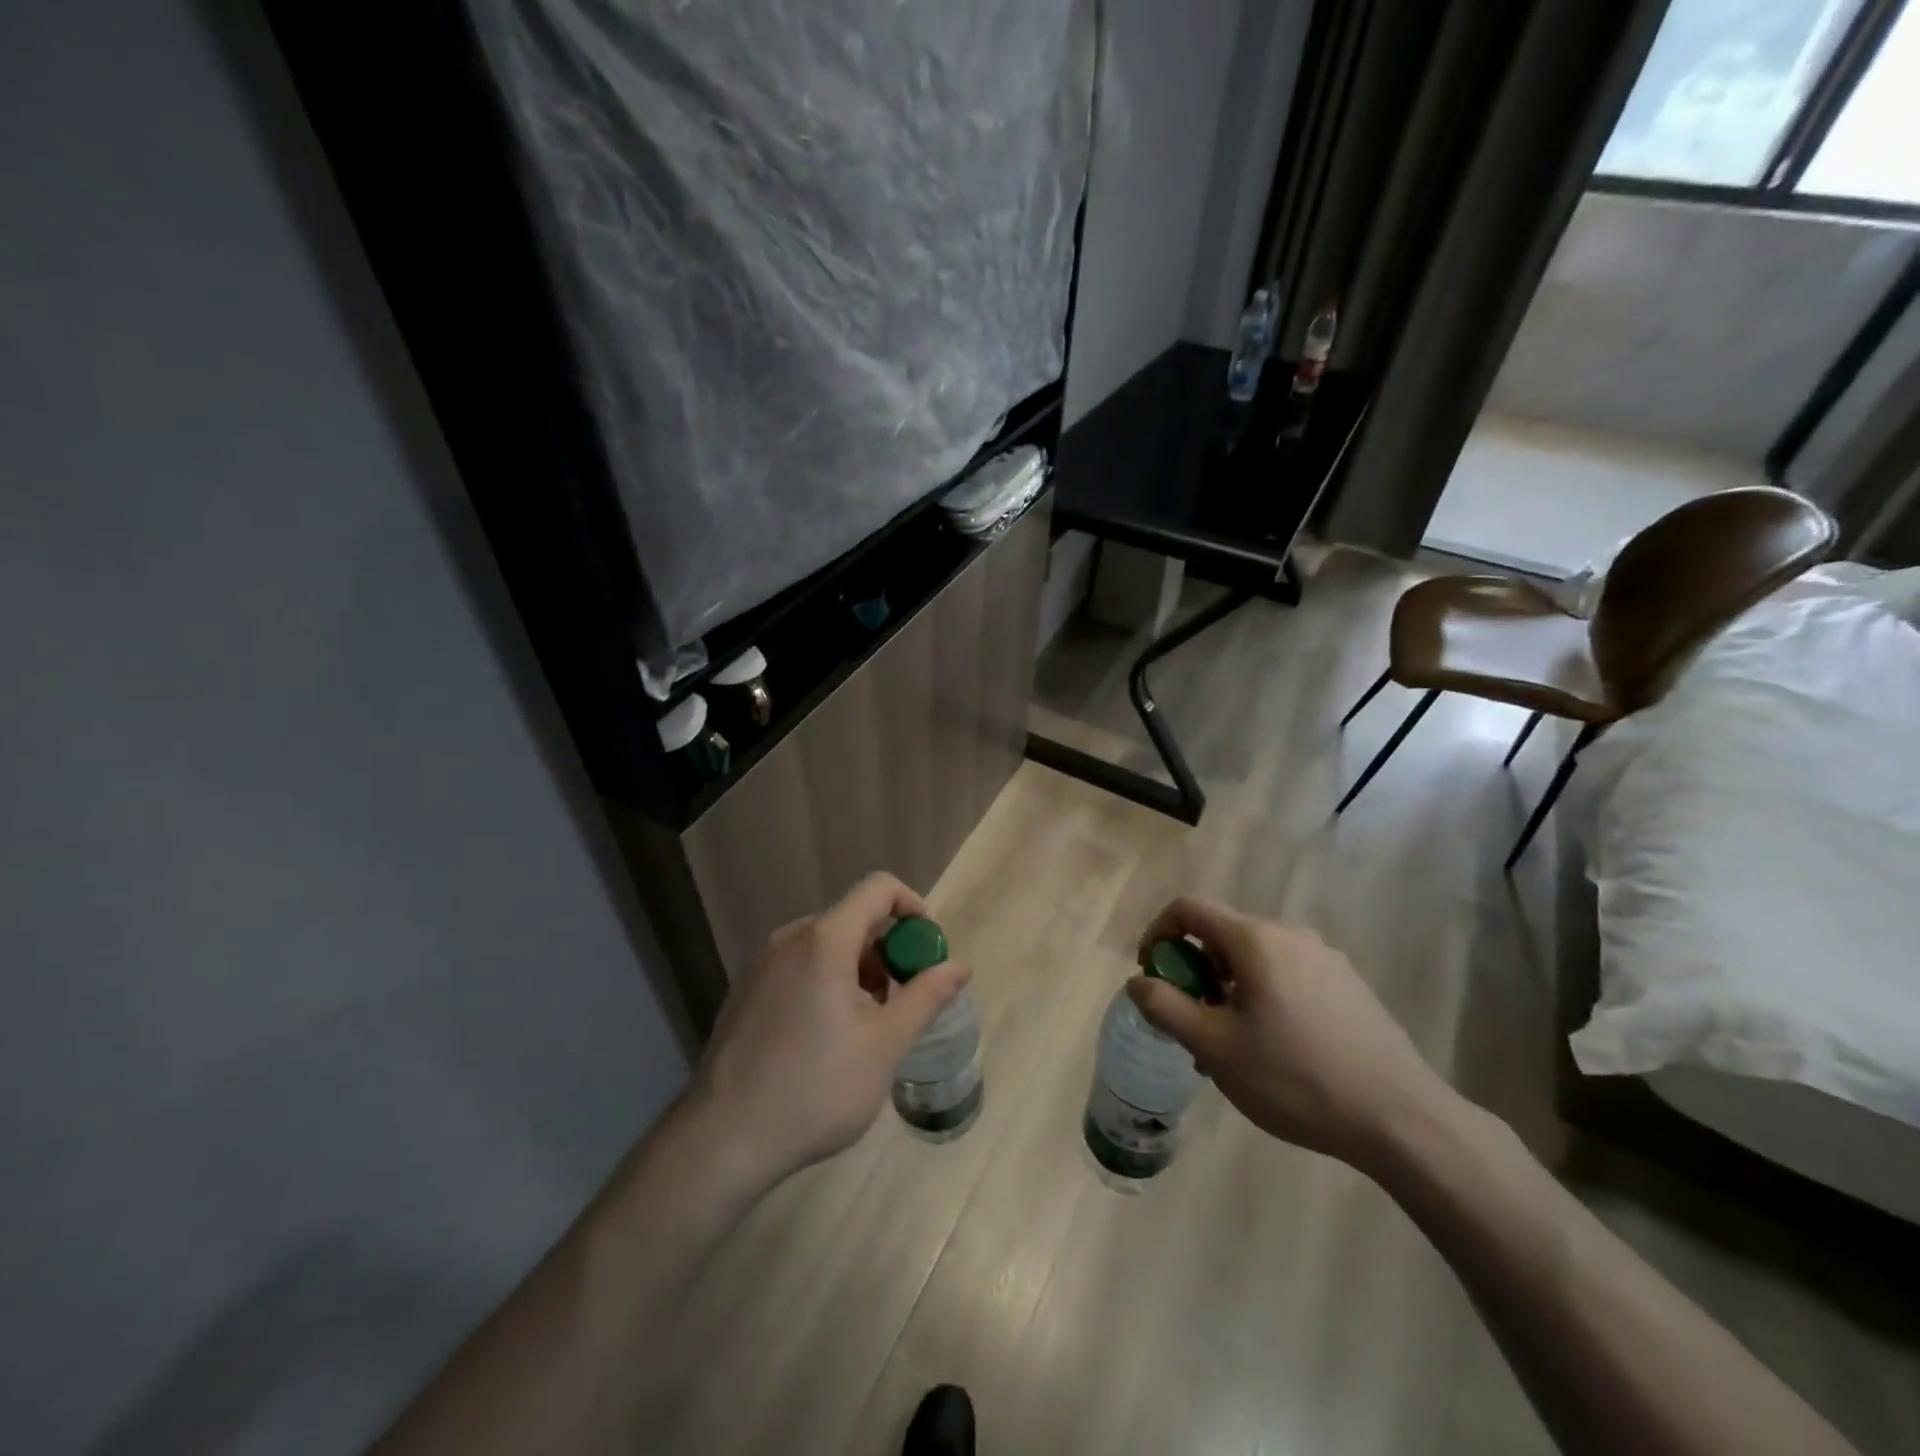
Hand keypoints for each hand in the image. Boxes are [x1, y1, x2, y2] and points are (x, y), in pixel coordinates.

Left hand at [686, 873, 970, 1187]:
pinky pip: (801, 965)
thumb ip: (926, 997)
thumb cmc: (815, 1088)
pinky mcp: (747, 989)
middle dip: (887, 950)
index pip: (878, 888)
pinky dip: (828, 981)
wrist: (723, 1139)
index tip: (926, 950)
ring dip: (859, 969)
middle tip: (902, 1000)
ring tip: (868, 1026)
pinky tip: (828, 1036)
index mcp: (824, 939)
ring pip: (827, 944)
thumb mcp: (885, 1045)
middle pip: (853, 918)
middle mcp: (790, 938)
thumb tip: (959, 966)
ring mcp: (763, 963)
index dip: (912, 906)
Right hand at [1128, 897, 1457, 1174]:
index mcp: (1255, 939)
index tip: (1150, 975)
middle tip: (1191, 1023)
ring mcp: (1324, 958)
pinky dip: (1261, 996)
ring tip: (1230, 1046)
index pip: (1189, 908)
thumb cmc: (1296, 1078)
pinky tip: (1274, 1050)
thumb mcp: (1215, 1047)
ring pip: (1255, 959)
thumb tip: (1138, 982)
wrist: (1401, 1119)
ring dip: (1227, 989)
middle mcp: (1289, 935)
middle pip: (1222, 935)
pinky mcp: (1347, 984)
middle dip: (1194, 971)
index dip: (1157, 933)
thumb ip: (1166, 1007)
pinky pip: (1286, 975)